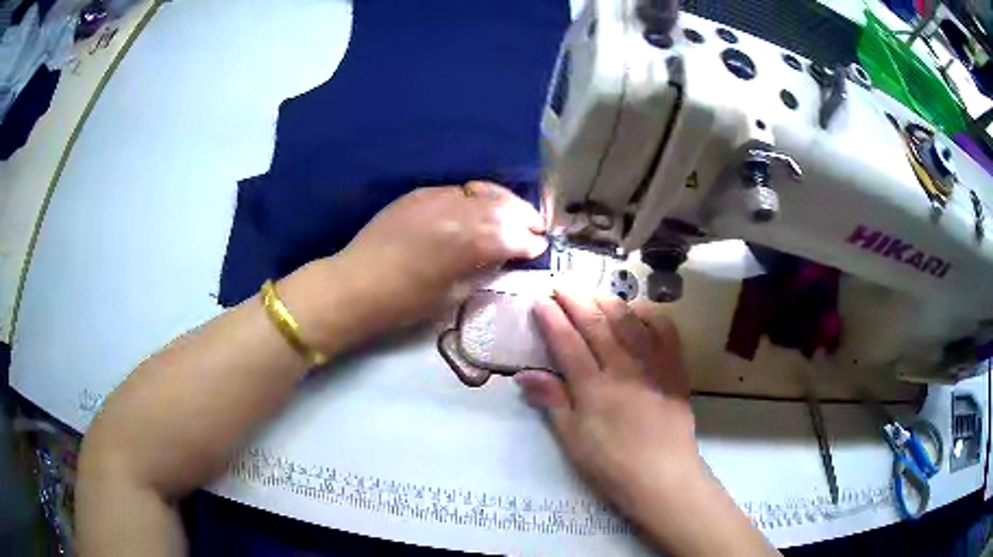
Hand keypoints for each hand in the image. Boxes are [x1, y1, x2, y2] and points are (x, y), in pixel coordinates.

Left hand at [290, 183, 546, 350]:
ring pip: (481, 191)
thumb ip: (482, 269)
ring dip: (503, 202)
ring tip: (513, 212)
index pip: (512, 235)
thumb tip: (501, 257)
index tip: (539, 247)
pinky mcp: (419, 194)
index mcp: (468, 242)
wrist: (356, 284)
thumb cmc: (405, 302)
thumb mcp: (453, 294)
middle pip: (503, 207)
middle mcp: (457, 211)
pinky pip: (457, 190)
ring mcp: (436, 197)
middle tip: (535, 227)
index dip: (529, 242)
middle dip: (524, 216)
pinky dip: (475, 198)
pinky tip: (477, 208)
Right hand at [515, 290, 698, 517]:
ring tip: (593, 291)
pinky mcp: (674, 370)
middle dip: (576, 299)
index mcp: (594, 388)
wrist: (662, 477)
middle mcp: (623, 368)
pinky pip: (665, 332)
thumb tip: (524, 374)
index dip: (551, 319)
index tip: (540, 300)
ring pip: (629, 321)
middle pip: (597, 324)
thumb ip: (552, 401)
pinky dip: (650, 315)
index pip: (568, 343)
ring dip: (608, 300)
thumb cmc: (611, 464)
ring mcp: (653, 366)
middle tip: (561, 284)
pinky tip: (638, 311)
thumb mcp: (573, 439)